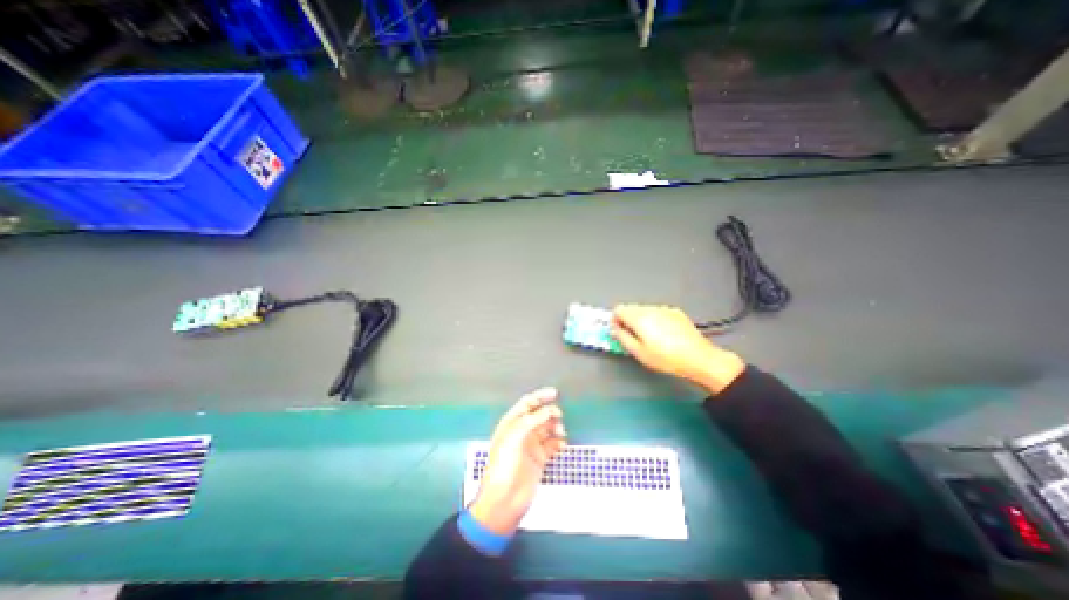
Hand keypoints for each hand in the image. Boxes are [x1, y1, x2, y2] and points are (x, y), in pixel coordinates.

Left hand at [469, 390, 567, 534]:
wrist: (505, 500)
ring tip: (561, 431)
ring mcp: (531, 445)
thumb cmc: (503, 466)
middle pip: (539, 415)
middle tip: (558, 415)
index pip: (527, 404)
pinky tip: (562, 444)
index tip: (554, 393)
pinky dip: (558, 442)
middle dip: (550, 412)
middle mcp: (521, 432)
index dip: (540, 397)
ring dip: (555, 426)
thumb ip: (532, 420)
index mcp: (511, 424)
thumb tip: (548, 410)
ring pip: (547, 429)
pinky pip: (552, 445)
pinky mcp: (539, 459)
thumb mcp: (515, 437)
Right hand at [611, 303, 744, 395]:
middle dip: (627, 320)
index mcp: (639, 318)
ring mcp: (664, 309)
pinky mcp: (675, 312)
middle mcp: (651, 309)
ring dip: (641, 320)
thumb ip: (621, 337)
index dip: (615, 320)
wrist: (698, 358)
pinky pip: (657, 312)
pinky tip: (662, 334)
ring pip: (644, 310)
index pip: (618, 309)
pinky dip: (654, 319)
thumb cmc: (667, 358)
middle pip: (630, 308)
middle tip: (632, 337)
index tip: (618, 331)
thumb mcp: (638, 352)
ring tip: (650, 338)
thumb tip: (614, 329)